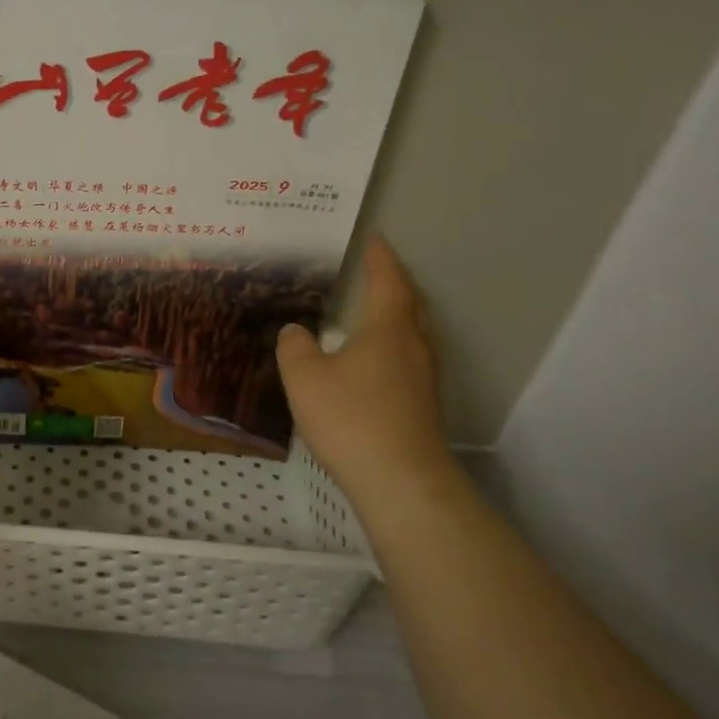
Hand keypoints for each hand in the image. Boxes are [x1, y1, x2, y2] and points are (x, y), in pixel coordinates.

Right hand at [277, 238, 450, 496]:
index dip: (380, 258)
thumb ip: (295, 347)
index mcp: (389, 329)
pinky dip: (388, 347)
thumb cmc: (351, 417)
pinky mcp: (421, 404)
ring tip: (366, 314)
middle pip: (408, 305)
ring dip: (391, 317)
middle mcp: (413, 346)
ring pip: (409, 335)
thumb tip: (296, 331)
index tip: (374, 239)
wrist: (400, 479)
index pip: (388, 281)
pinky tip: (367, 363)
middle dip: (391, 285)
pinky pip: (404, 360)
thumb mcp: (305, 377)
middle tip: (370, 272)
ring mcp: (423, 377)